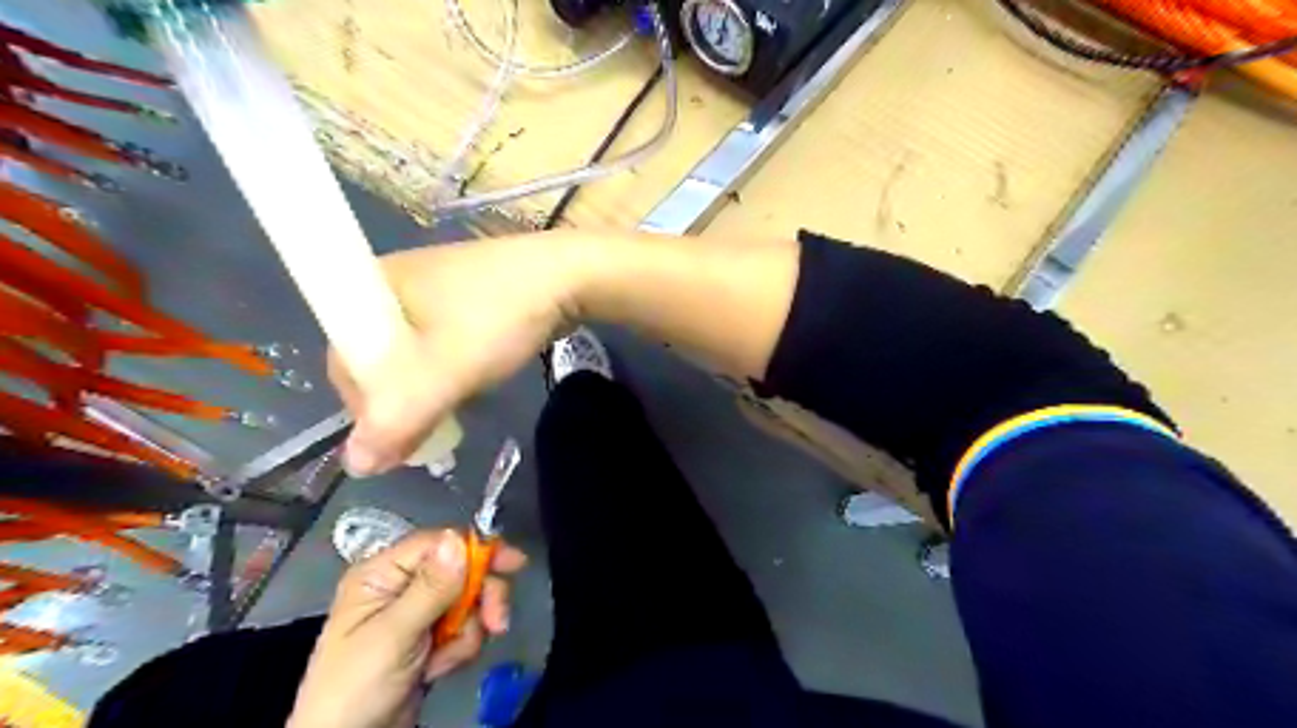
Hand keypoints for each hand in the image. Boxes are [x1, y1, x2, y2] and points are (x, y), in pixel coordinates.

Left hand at [288, 529, 524, 727]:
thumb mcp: (393, 635)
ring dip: (467, 630)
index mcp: (382, 574)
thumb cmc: (357, 686)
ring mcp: (417, 613)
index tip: (512, 564)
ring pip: (468, 600)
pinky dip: (460, 648)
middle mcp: (401, 586)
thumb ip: (430, 587)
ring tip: (447, 659)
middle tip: (496, 622)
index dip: (476, 549)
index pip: (439, 544)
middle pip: (461, 570)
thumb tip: (457, 538)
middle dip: (480, 598)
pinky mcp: (430, 638)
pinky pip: (464, 627)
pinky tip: (440, 667)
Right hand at [329, 234, 586, 477]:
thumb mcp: (444, 373)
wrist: (570, 276)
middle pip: (378, 357)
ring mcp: (434, 286)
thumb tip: (354, 467)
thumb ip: (397, 421)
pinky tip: (472, 381)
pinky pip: (443, 342)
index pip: (344, 360)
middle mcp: (395, 281)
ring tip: (454, 409)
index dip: (364, 404)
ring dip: (429, 387)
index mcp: (371, 286)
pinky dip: (451, 368)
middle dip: (401, 399)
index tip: (397, 434)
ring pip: (414, 352)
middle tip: (432, 429)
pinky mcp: (468, 296)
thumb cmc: (498, 318)